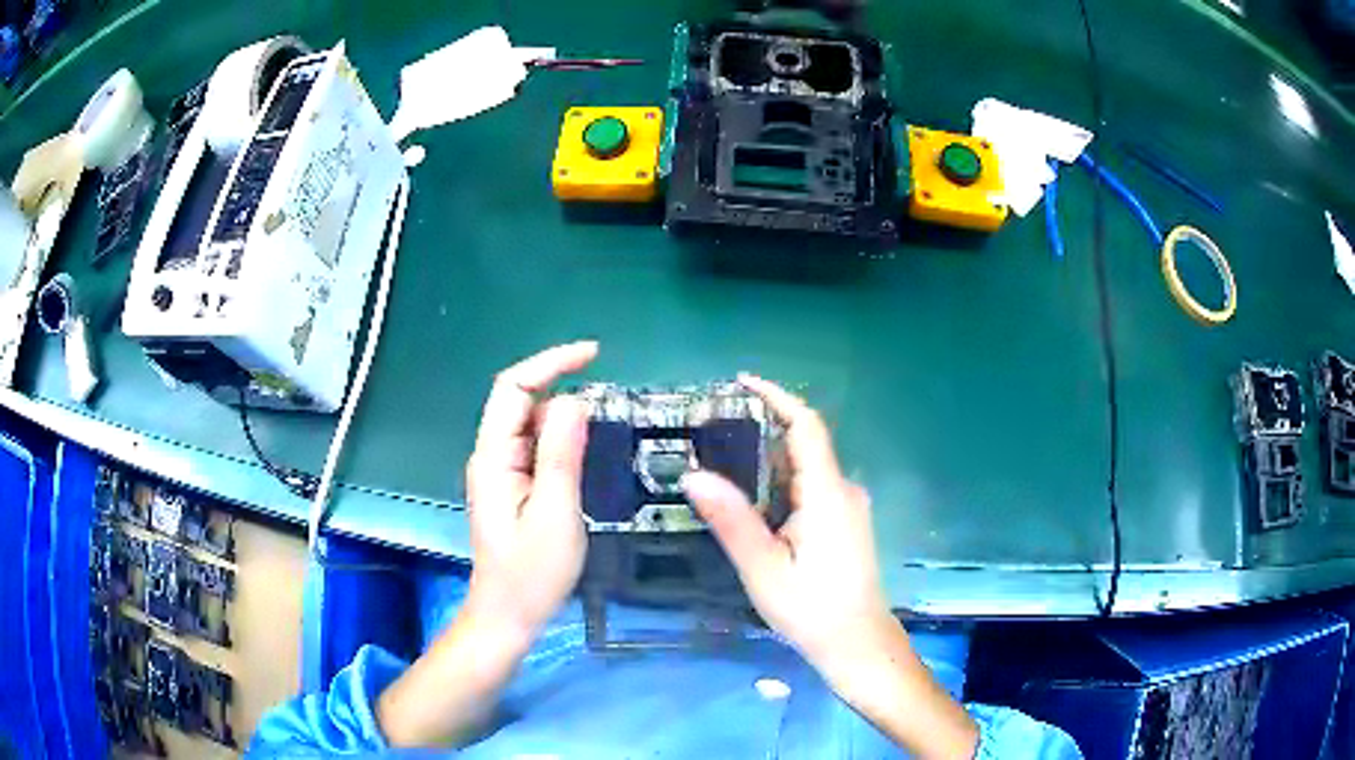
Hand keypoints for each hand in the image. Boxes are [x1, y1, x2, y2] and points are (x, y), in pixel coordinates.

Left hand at [463, 341, 597, 639]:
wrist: (508, 615)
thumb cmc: (531, 573)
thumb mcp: (555, 514)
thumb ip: (561, 455)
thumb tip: (574, 400)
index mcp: (493, 458)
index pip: (512, 389)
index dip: (550, 363)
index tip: (594, 355)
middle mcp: (491, 455)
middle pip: (518, 400)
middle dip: (559, 383)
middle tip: (608, 391)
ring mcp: (500, 471)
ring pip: (529, 423)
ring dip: (562, 412)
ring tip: (604, 421)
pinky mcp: (512, 485)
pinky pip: (535, 446)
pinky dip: (560, 436)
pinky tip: (585, 447)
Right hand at [683, 375, 977, 758]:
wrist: (858, 644)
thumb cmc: (812, 609)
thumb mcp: (764, 568)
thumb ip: (732, 520)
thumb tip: (693, 475)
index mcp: (827, 494)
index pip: (806, 426)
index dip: (777, 397)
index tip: (741, 381)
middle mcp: (843, 490)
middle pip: (804, 443)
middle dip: (762, 426)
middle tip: (713, 426)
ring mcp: (847, 507)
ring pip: (806, 467)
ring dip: (769, 456)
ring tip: (722, 458)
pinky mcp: (845, 523)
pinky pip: (811, 487)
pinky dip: (780, 480)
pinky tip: (752, 498)